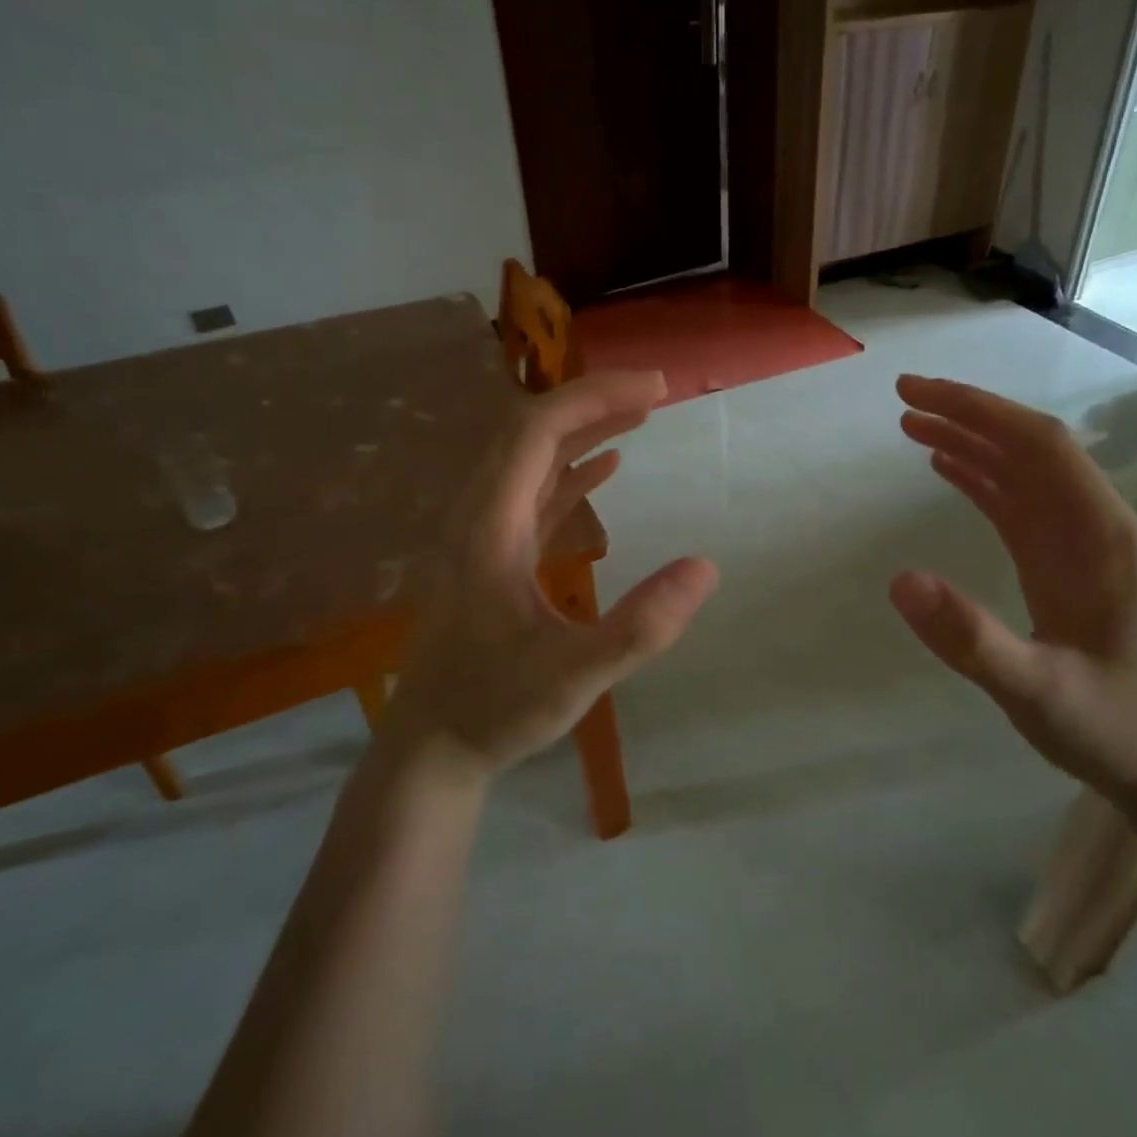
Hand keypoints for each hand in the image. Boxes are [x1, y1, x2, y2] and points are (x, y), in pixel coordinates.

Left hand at [388, 371, 718, 775]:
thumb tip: (705, 568)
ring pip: (530, 459)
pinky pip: (531, 492)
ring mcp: (481, 533)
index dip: (594, 399)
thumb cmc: (496, 709)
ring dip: (583, 431)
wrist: (431, 747)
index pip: (536, 432)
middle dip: (593, 403)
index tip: (654, 388)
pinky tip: (606, 466)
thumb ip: (640, 627)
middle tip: (655, 393)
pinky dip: (570, 469)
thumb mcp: (574, 676)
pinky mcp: (490, 553)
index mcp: (489, 526)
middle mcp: (477, 516)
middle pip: (530, 432)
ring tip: (639, 416)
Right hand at [889, 375, 1136, 807]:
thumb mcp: (1038, 692)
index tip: (918, 395)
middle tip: (902, 399)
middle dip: (967, 414)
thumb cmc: (1111, 726)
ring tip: (911, 425)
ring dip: (970, 442)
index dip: (979, 410)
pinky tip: (946, 469)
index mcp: (1102, 536)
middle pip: (1029, 446)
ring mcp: (1080, 543)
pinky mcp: (1064, 563)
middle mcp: (1095, 525)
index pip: (1039, 446)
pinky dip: (981, 478)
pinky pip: (1019, 504)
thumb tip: (899, 580)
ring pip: (1022, 471)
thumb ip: (972, 639)